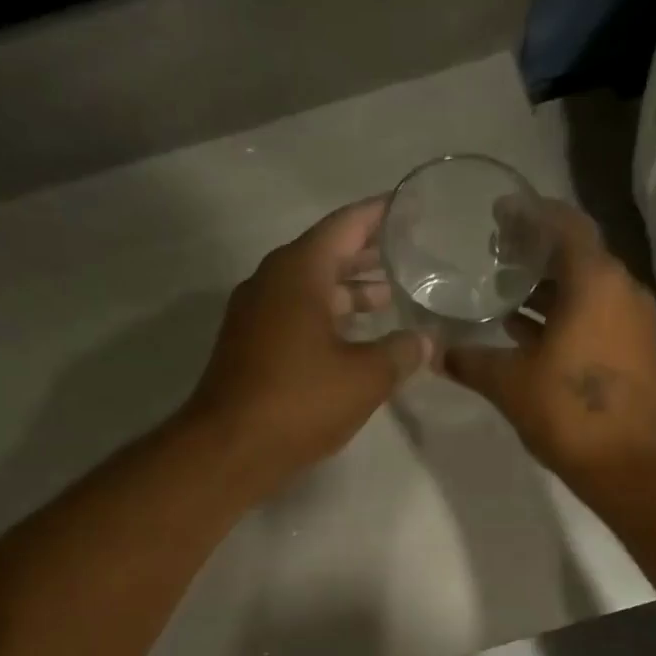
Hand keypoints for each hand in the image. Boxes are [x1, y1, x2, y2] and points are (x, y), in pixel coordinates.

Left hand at [185, 198, 429, 488]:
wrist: (230, 448)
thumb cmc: (299, 402)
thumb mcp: (365, 378)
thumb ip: (400, 353)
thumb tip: (425, 341)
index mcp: (298, 272)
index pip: (345, 226)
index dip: (379, 215)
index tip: (409, 207)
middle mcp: (271, 282)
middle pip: (325, 253)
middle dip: (366, 254)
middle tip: (408, 252)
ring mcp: (255, 315)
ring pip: (310, 288)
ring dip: (348, 290)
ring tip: (389, 295)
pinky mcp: (250, 345)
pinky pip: (296, 314)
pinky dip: (328, 316)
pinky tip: (354, 336)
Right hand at [441, 200, 655, 487]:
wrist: (633, 466)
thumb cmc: (570, 413)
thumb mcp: (510, 384)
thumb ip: (471, 361)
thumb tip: (434, 352)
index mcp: (594, 281)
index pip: (563, 224)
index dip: (529, 213)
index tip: (498, 213)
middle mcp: (621, 289)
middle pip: (577, 253)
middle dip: (535, 250)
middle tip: (493, 253)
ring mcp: (632, 321)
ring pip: (586, 287)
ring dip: (548, 286)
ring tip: (504, 290)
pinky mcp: (634, 349)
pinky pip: (595, 314)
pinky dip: (563, 313)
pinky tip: (528, 330)